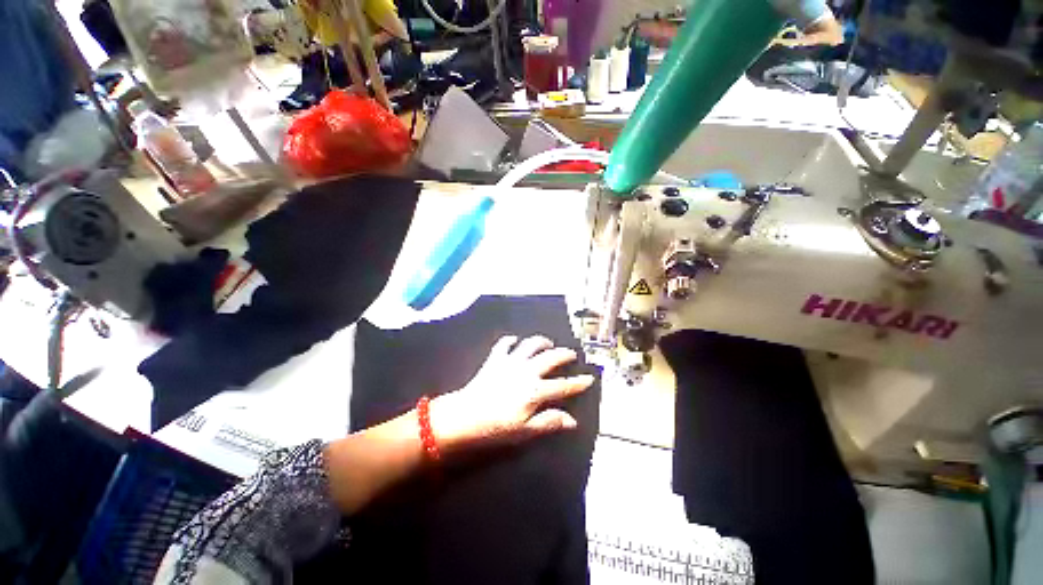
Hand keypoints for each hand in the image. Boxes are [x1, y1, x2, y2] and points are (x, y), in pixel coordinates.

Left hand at [429, 335, 594, 451]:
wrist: (465, 416)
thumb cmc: (496, 427)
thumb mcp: (525, 431)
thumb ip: (549, 422)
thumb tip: (572, 420)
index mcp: (536, 390)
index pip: (564, 386)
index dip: (579, 382)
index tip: (590, 378)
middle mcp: (527, 371)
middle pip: (551, 358)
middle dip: (564, 354)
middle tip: (571, 354)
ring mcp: (511, 362)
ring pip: (531, 345)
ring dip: (541, 342)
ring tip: (548, 343)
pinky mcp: (495, 359)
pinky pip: (504, 344)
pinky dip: (511, 340)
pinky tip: (515, 341)